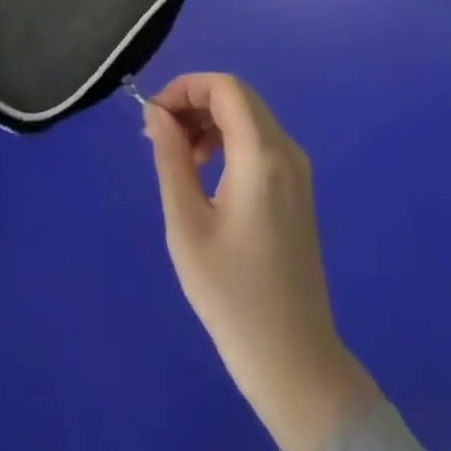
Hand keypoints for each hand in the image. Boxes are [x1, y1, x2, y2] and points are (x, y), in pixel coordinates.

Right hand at [144, 74, 379, 450]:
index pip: (224, 87)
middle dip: (193, 103)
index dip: (184, 88)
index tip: (153, 117)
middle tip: (159, 137)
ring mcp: (297, 170)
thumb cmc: (233, 296)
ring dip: (208, 122)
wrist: (295, 363)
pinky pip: (258, 141)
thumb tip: (156, 113)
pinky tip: (204, 173)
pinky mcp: (297, 189)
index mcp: (262, 154)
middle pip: (236, 97)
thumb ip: (171, 159)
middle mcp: (286, 151)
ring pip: (248, 116)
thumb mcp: (186, 225)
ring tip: (178, 158)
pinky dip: (227, 140)